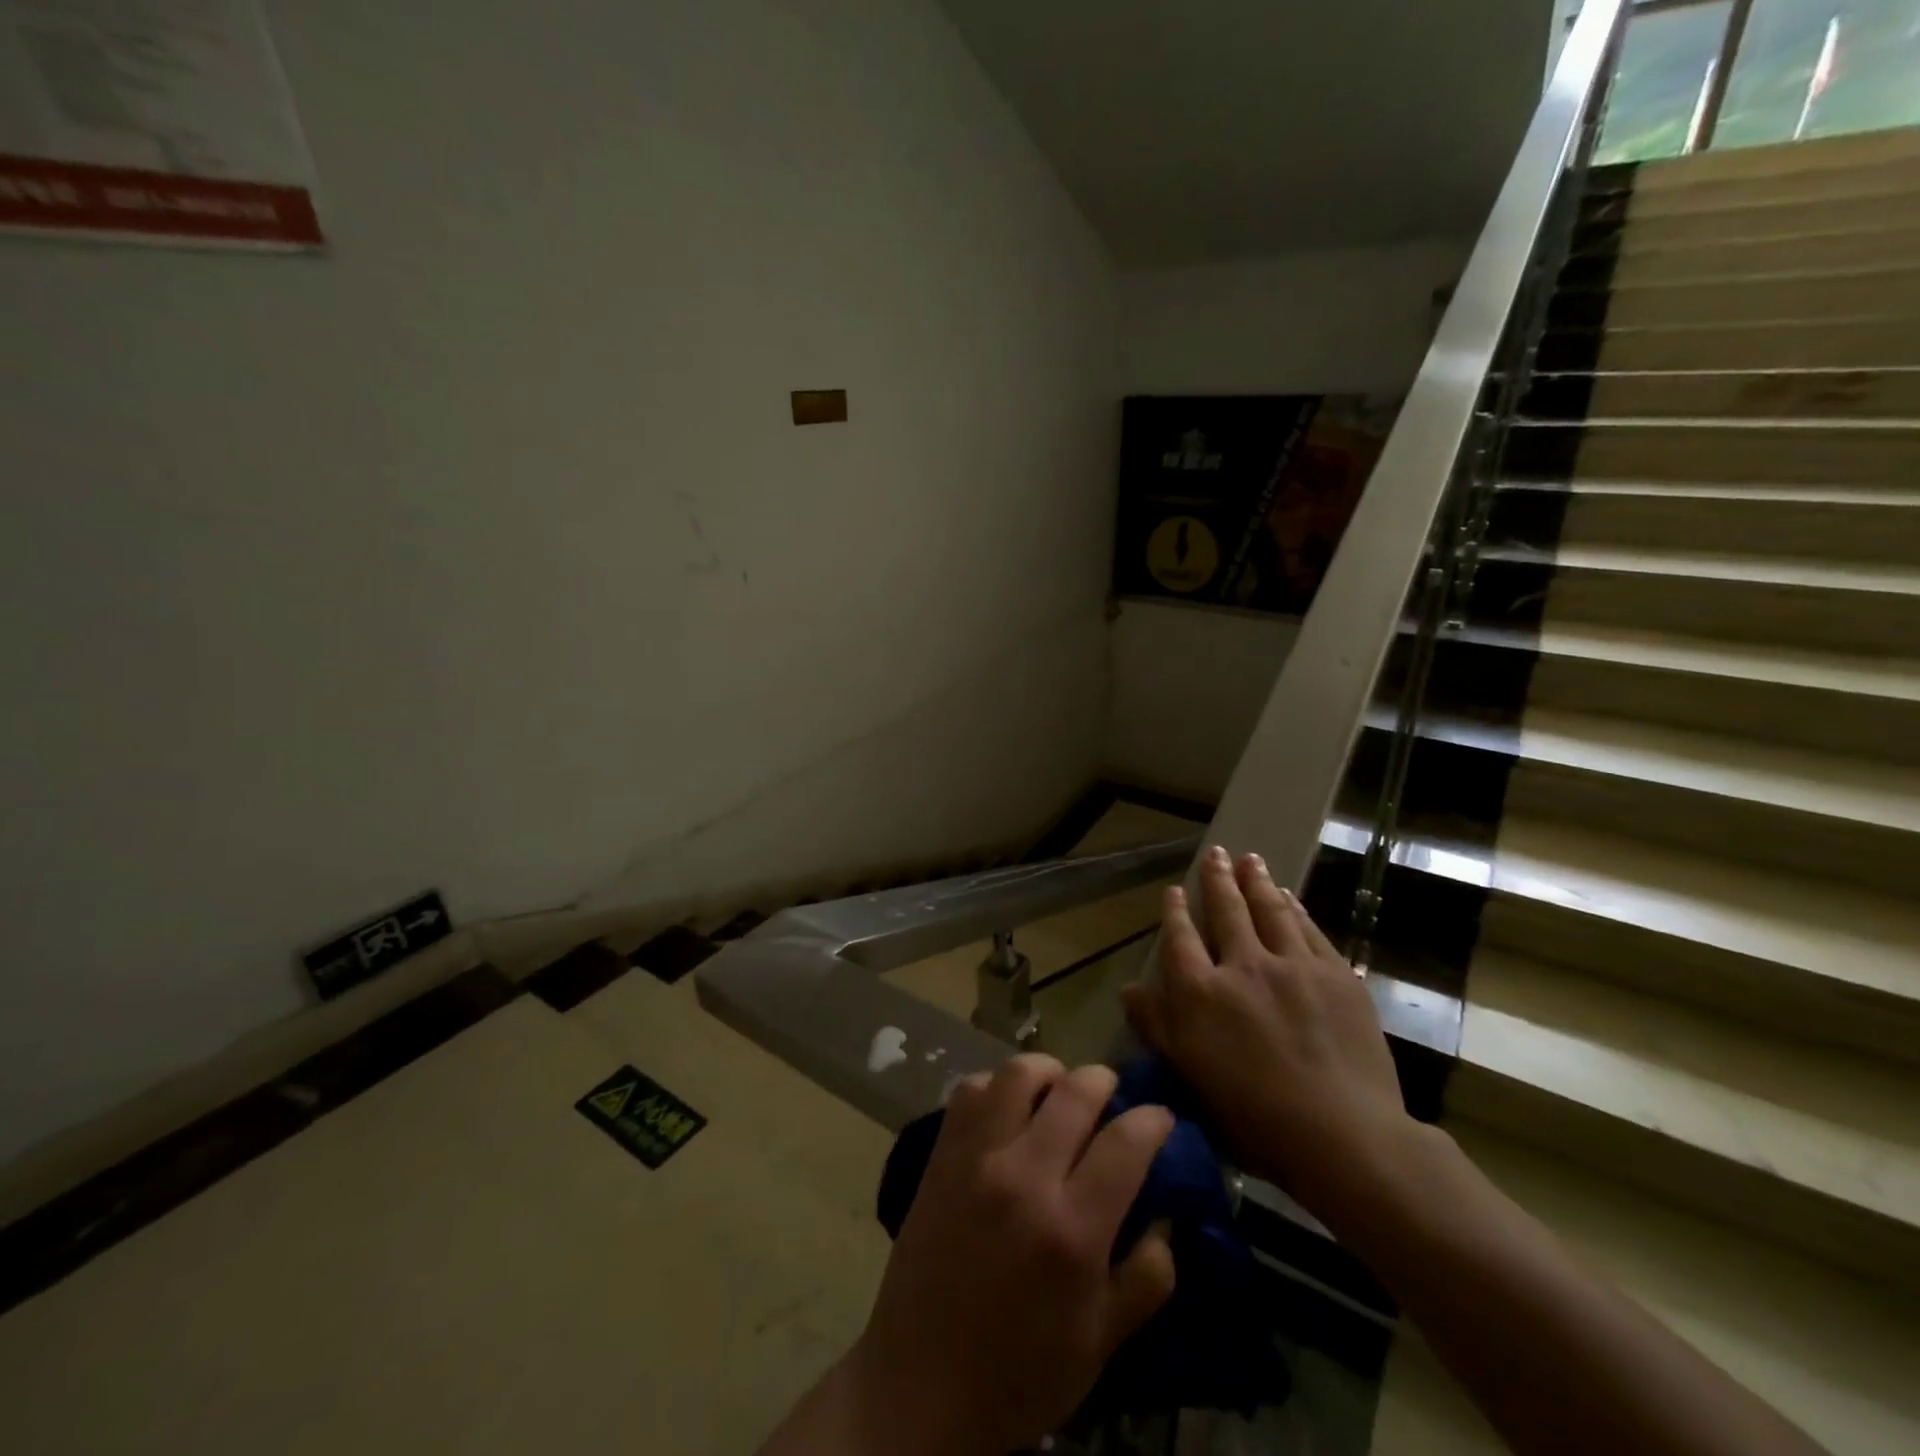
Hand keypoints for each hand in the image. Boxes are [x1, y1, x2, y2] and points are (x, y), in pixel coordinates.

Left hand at [844, 1055, 1176, 1454]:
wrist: (921, 1385)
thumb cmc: (1020, 1374)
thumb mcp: (1101, 1344)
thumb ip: (1146, 1278)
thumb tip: (1165, 1218)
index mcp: (1072, 1230)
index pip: (1125, 1143)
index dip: (1153, 1120)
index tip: (1161, 1117)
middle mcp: (1024, 1177)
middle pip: (1074, 1092)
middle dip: (1104, 1082)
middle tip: (1112, 1095)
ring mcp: (976, 1159)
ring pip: (1019, 1074)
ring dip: (1049, 1072)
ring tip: (1058, 1090)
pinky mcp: (941, 1155)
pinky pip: (971, 1090)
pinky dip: (997, 1086)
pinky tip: (1007, 1109)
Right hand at [1122, 846, 1416, 1230]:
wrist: (1344, 1136)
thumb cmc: (1254, 1118)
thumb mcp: (1189, 1077)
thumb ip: (1158, 1027)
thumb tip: (1130, 989)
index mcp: (1201, 993)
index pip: (1181, 939)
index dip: (1175, 912)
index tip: (1174, 890)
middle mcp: (1243, 966)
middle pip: (1227, 911)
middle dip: (1218, 879)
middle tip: (1216, 853)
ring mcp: (1293, 966)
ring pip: (1270, 910)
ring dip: (1257, 882)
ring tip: (1249, 859)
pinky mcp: (1335, 974)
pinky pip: (1309, 929)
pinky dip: (1295, 908)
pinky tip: (1289, 897)